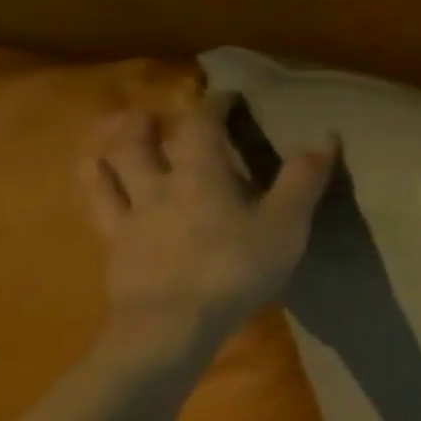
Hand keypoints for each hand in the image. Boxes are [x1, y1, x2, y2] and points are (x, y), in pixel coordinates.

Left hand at [79, 94, 333, 351]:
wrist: (172, 325)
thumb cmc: (236, 268)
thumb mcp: (285, 224)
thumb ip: (303, 179)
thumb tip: (326, 135)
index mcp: (201, 175)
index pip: (202, 127)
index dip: (213, 106)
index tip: (223, 95)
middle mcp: (159, 187)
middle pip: (140, 143)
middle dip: (148, 123)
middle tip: (152, 112)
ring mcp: (131, 219)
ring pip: (109, 172)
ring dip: (109, 148)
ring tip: (109, 138)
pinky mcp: (116, 250)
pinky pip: (99, 210)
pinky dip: (95, 188)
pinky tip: (94, 186)